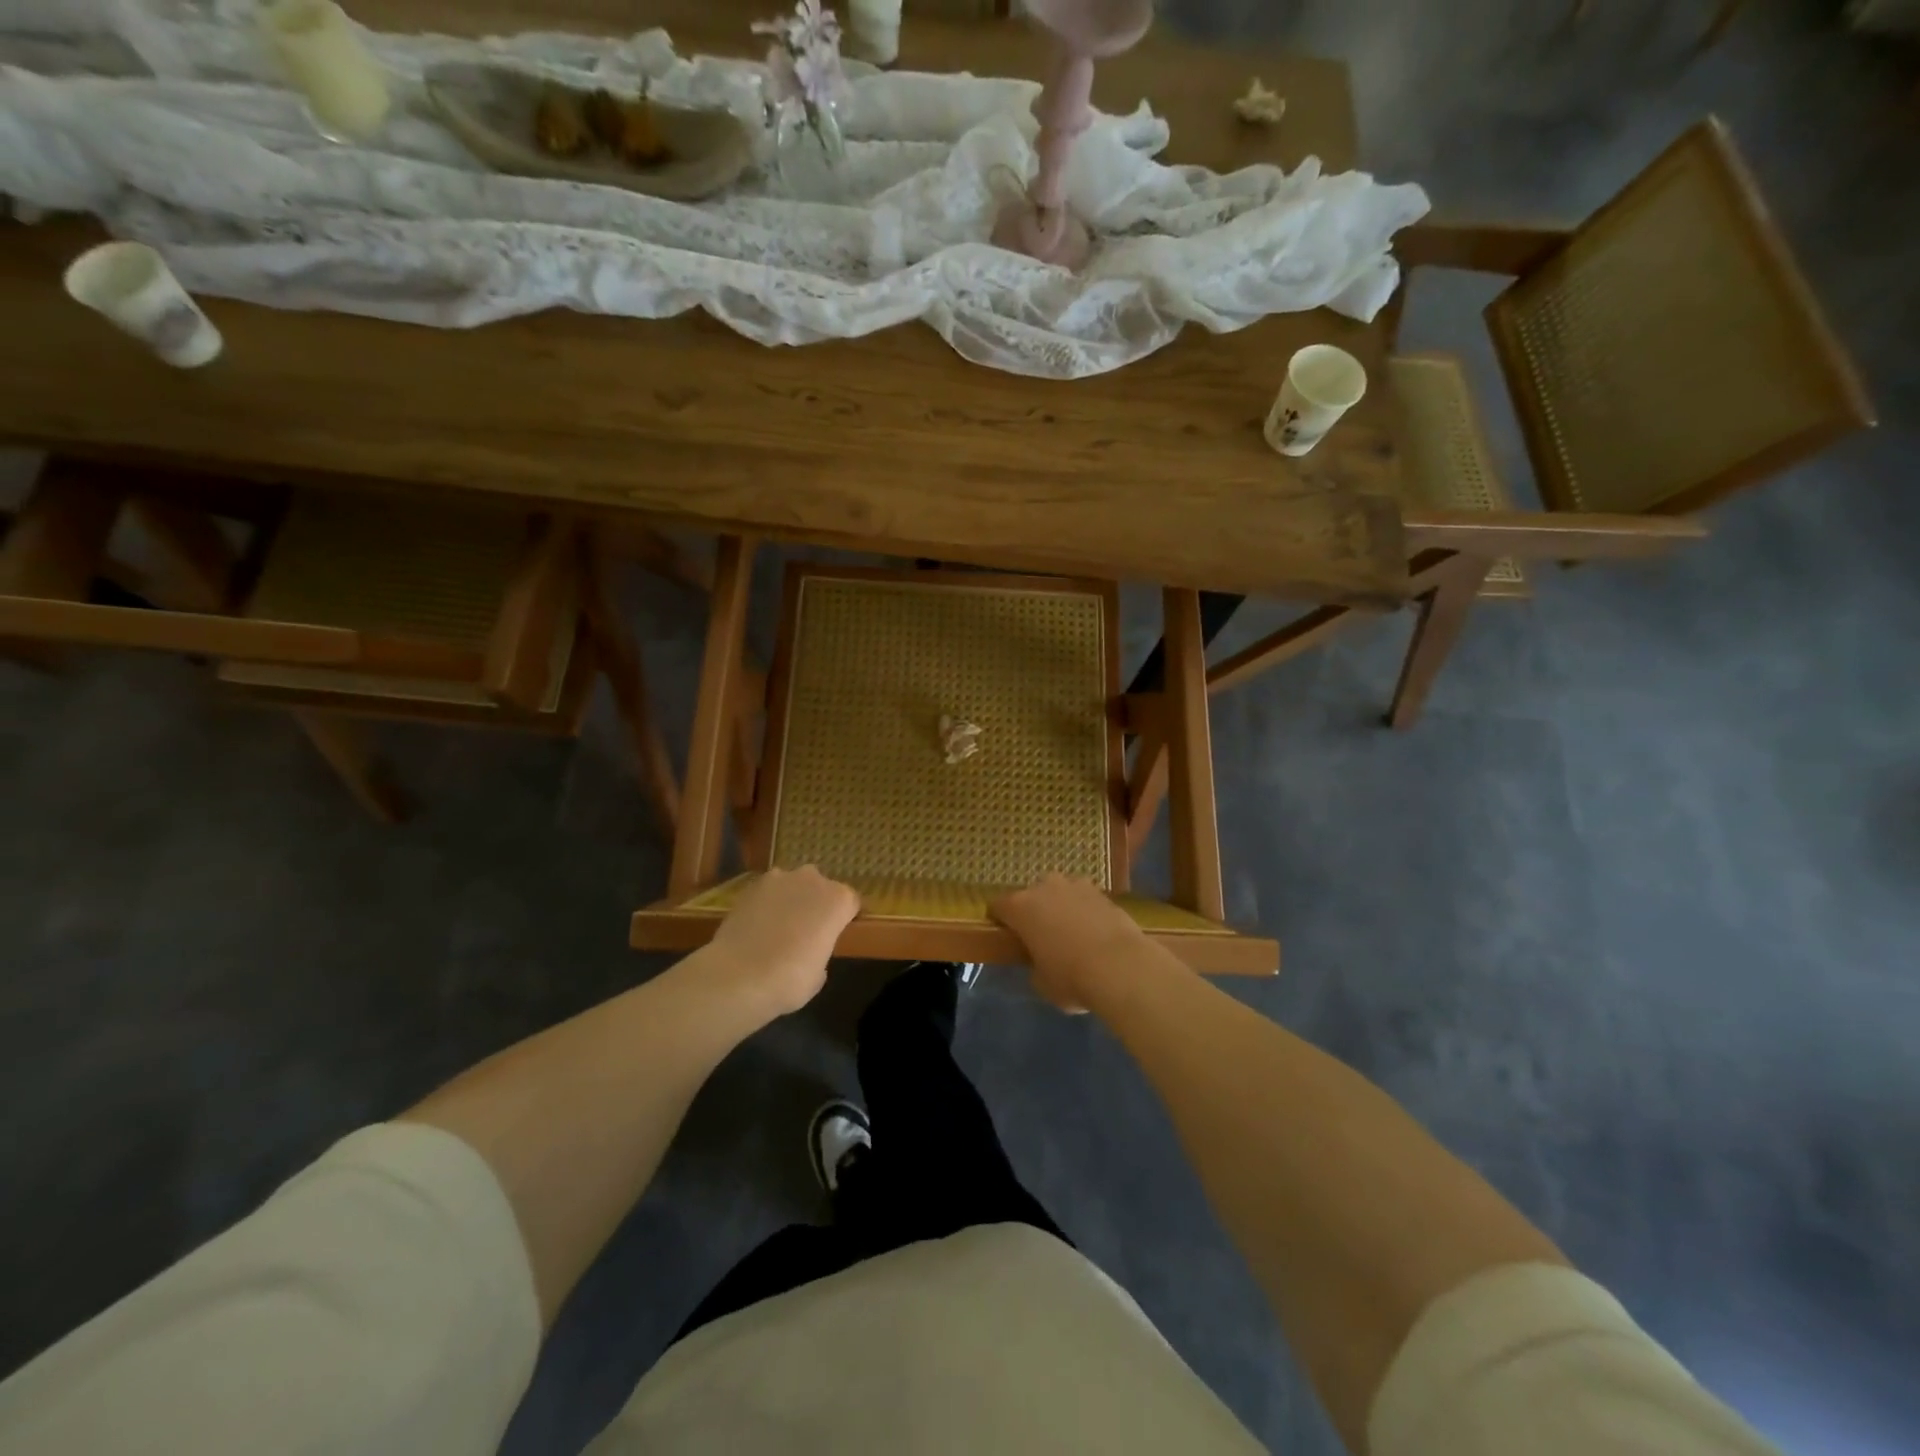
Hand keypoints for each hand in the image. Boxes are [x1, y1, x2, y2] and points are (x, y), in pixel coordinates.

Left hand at [705, 867, 860, 1017]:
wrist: (738, 976)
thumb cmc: (790, 979)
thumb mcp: (819, 974)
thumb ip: (820, 952)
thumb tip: (809, 950)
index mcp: (838, 900)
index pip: (850, 902)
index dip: (843, 918)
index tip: (835, 934)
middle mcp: (813, 880)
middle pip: (821, 887)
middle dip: (815, 903)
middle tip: (806, 930)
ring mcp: (779, 879)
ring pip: (792, 885)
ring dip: (789, 899)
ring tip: (777, 926)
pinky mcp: (750, 886)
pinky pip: (766, 892)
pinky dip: (764, 904)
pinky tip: (756, 926)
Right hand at [991, 874, 1151, 1013]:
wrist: (1121, 966)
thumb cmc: (1070, 977)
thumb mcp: (1041, 982)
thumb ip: (1034, 966)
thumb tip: (1040, 962)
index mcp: (1020, 907)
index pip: (998, 906)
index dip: (1000, 920)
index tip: (1005, 936)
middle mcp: (1045, 887)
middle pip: (1031, 896)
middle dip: (1034, 912)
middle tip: (1041, 937)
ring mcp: (1076, 886)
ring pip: (1061, 894)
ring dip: (1061, 908)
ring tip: (1071, 934)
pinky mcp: (1104, 893)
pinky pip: (1086, 901)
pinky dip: (1086, 912)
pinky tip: (1094, 934)